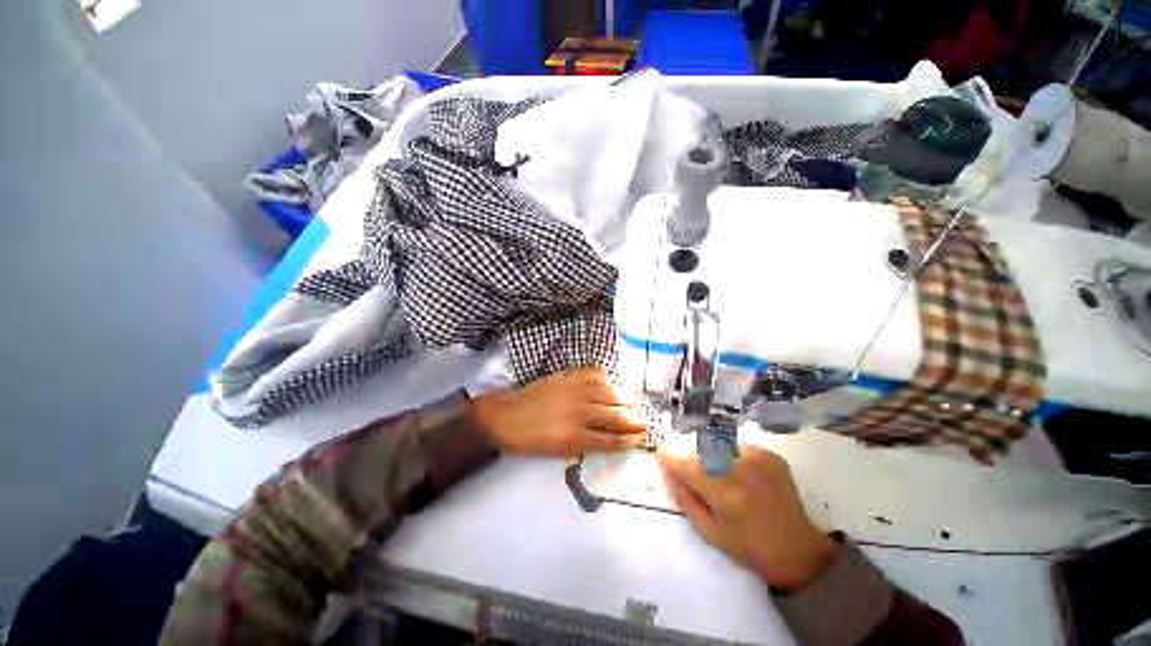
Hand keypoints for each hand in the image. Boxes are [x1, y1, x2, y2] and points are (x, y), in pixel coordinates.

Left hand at [470, 367, 647, 456]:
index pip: (612, 440)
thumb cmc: (531, 440)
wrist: (507, 415)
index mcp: (576, 437)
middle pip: (616, 416)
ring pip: (609, 394)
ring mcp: (575, 391)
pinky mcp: (569, 376)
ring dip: (624, 399)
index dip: (629, 440)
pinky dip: (606, 379)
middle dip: (634, 420)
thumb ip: (586, 444)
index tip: (642, 438)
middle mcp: (580, 413)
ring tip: (633, 404)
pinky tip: (610, 384)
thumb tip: (610, 439)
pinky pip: (595, 374)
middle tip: (646, 421)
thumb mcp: (559, 451)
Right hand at [658, 445, 836, 592]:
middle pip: (703, 454)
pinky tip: (745, 479)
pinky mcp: (770, 456)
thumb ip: (684, 499)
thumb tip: (666, 472)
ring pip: (720, 449)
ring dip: (715, 460)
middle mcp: (740, 470)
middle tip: (704, 482)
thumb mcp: (709, 532)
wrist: (798, 550)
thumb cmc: (749, 548)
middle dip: (696, 463)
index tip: (661, 454)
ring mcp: (758, 459)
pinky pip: (738, 448)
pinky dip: (734, 459)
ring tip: (728, 483)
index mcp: (724, 494)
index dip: (672, 459)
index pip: (688, 467)